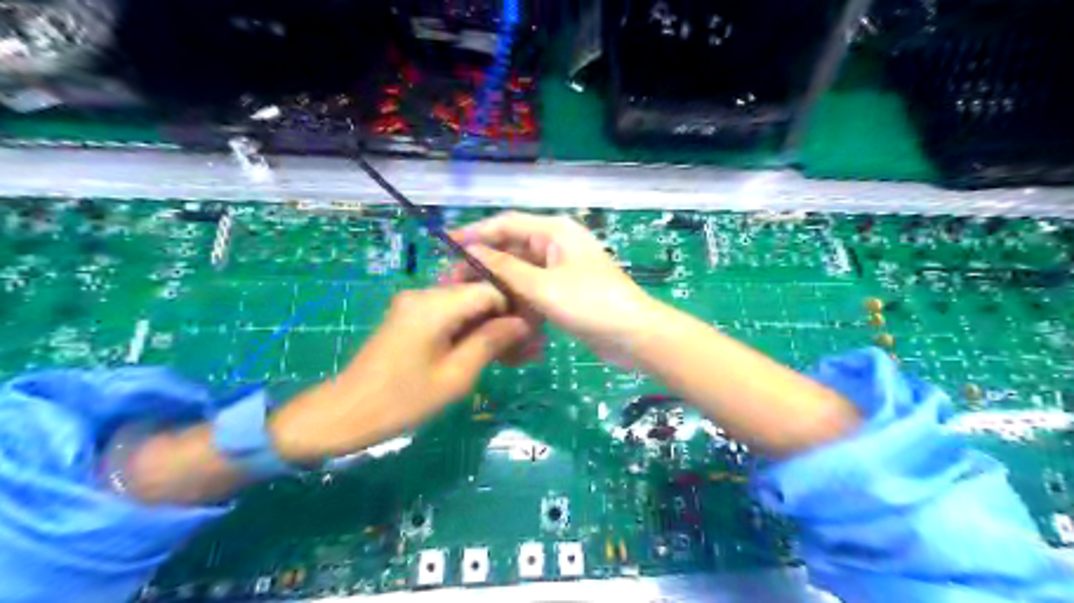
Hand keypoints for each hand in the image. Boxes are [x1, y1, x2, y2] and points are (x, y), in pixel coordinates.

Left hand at [271, 284, 533, 460]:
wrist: (346, 413)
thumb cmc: (403, 399)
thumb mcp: (456, 375)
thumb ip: (491, 341)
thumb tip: (523, 323)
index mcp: (436, 304)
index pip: (490, 289)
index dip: (515, 309)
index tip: (531, 336)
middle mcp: (425, 294)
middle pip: (478, 296)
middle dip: (504, 321)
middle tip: (526, 351)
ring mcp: (415, 305)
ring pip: (466, 307)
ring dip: (488, 329)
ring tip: (510, 357)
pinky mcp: (410, 318)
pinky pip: (449, 317)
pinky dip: (468, 332)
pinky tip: (484, 354)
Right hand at [448, 211, 664, 356]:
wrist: (634, 336)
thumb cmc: (591, 304)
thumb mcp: (542, 286)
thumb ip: (505, 268)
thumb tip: (471, 250)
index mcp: (555, 231)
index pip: (506, 224)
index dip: (475, 232)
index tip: (445, 245)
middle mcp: (556, 244)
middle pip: (511, 248)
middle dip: (484, 265)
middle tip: (453, 282)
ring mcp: (561, 269)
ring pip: (520, 272)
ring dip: (499, 286)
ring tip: (471, 301)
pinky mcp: (564, 291)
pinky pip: (532, 290)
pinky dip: (517, 300)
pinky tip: (500, 314)